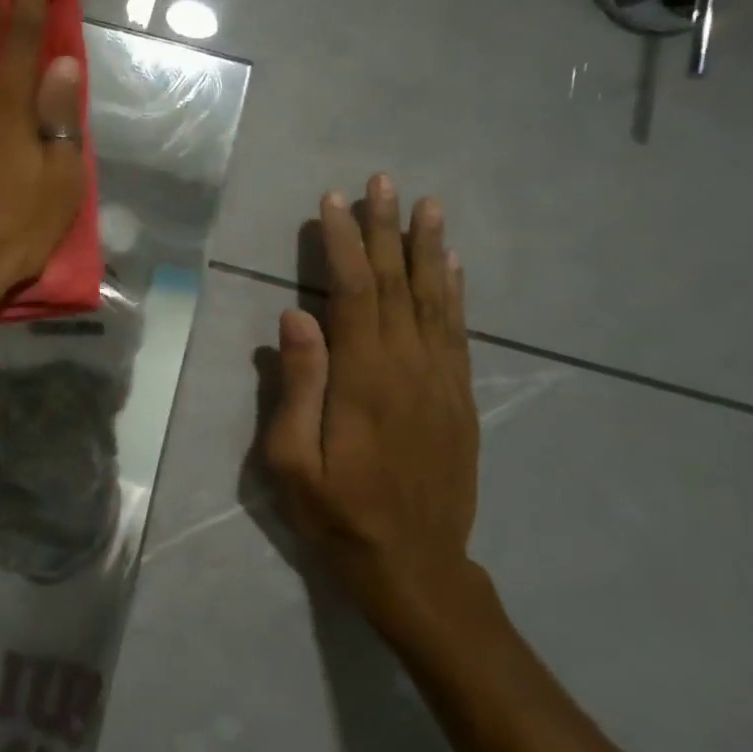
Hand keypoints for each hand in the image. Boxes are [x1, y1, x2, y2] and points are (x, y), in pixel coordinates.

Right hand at [261, 175, 483, 651]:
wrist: (418, 569)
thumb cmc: (339, 516)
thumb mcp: (292, 462)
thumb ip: (296, 386)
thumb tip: (295, 316)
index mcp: (363, 378)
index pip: (354, 291)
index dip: (344, 242)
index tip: (334, 201)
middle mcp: (408, 367)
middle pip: (397, 283)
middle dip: (387, 228)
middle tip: (383, 181)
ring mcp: (441, 381)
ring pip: (435, 299)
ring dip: (428, 248)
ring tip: (428, 205)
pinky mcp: (460, 398)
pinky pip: (458, 332)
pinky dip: (455, 292)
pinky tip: (452, 266)